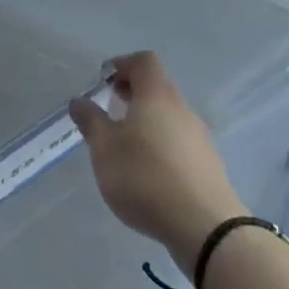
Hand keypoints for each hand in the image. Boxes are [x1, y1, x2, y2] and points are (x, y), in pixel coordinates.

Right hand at [70, 51, 245, 271]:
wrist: (204, 227)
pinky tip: (149, 173)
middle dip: (132, 93)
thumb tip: (80, 100)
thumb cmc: (145, 177)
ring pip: (169, 116)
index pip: (144, 61)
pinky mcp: (208, 165)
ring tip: (126, 146)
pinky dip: (161, 144)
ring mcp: (199, 137)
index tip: (104, 82)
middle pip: (157, 87)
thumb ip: (91, 121)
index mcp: (157, 95)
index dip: (123, 64)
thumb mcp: (105, 149)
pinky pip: (179, 141)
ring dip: (147, 121)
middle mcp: (182, 109)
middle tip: (110, 110)